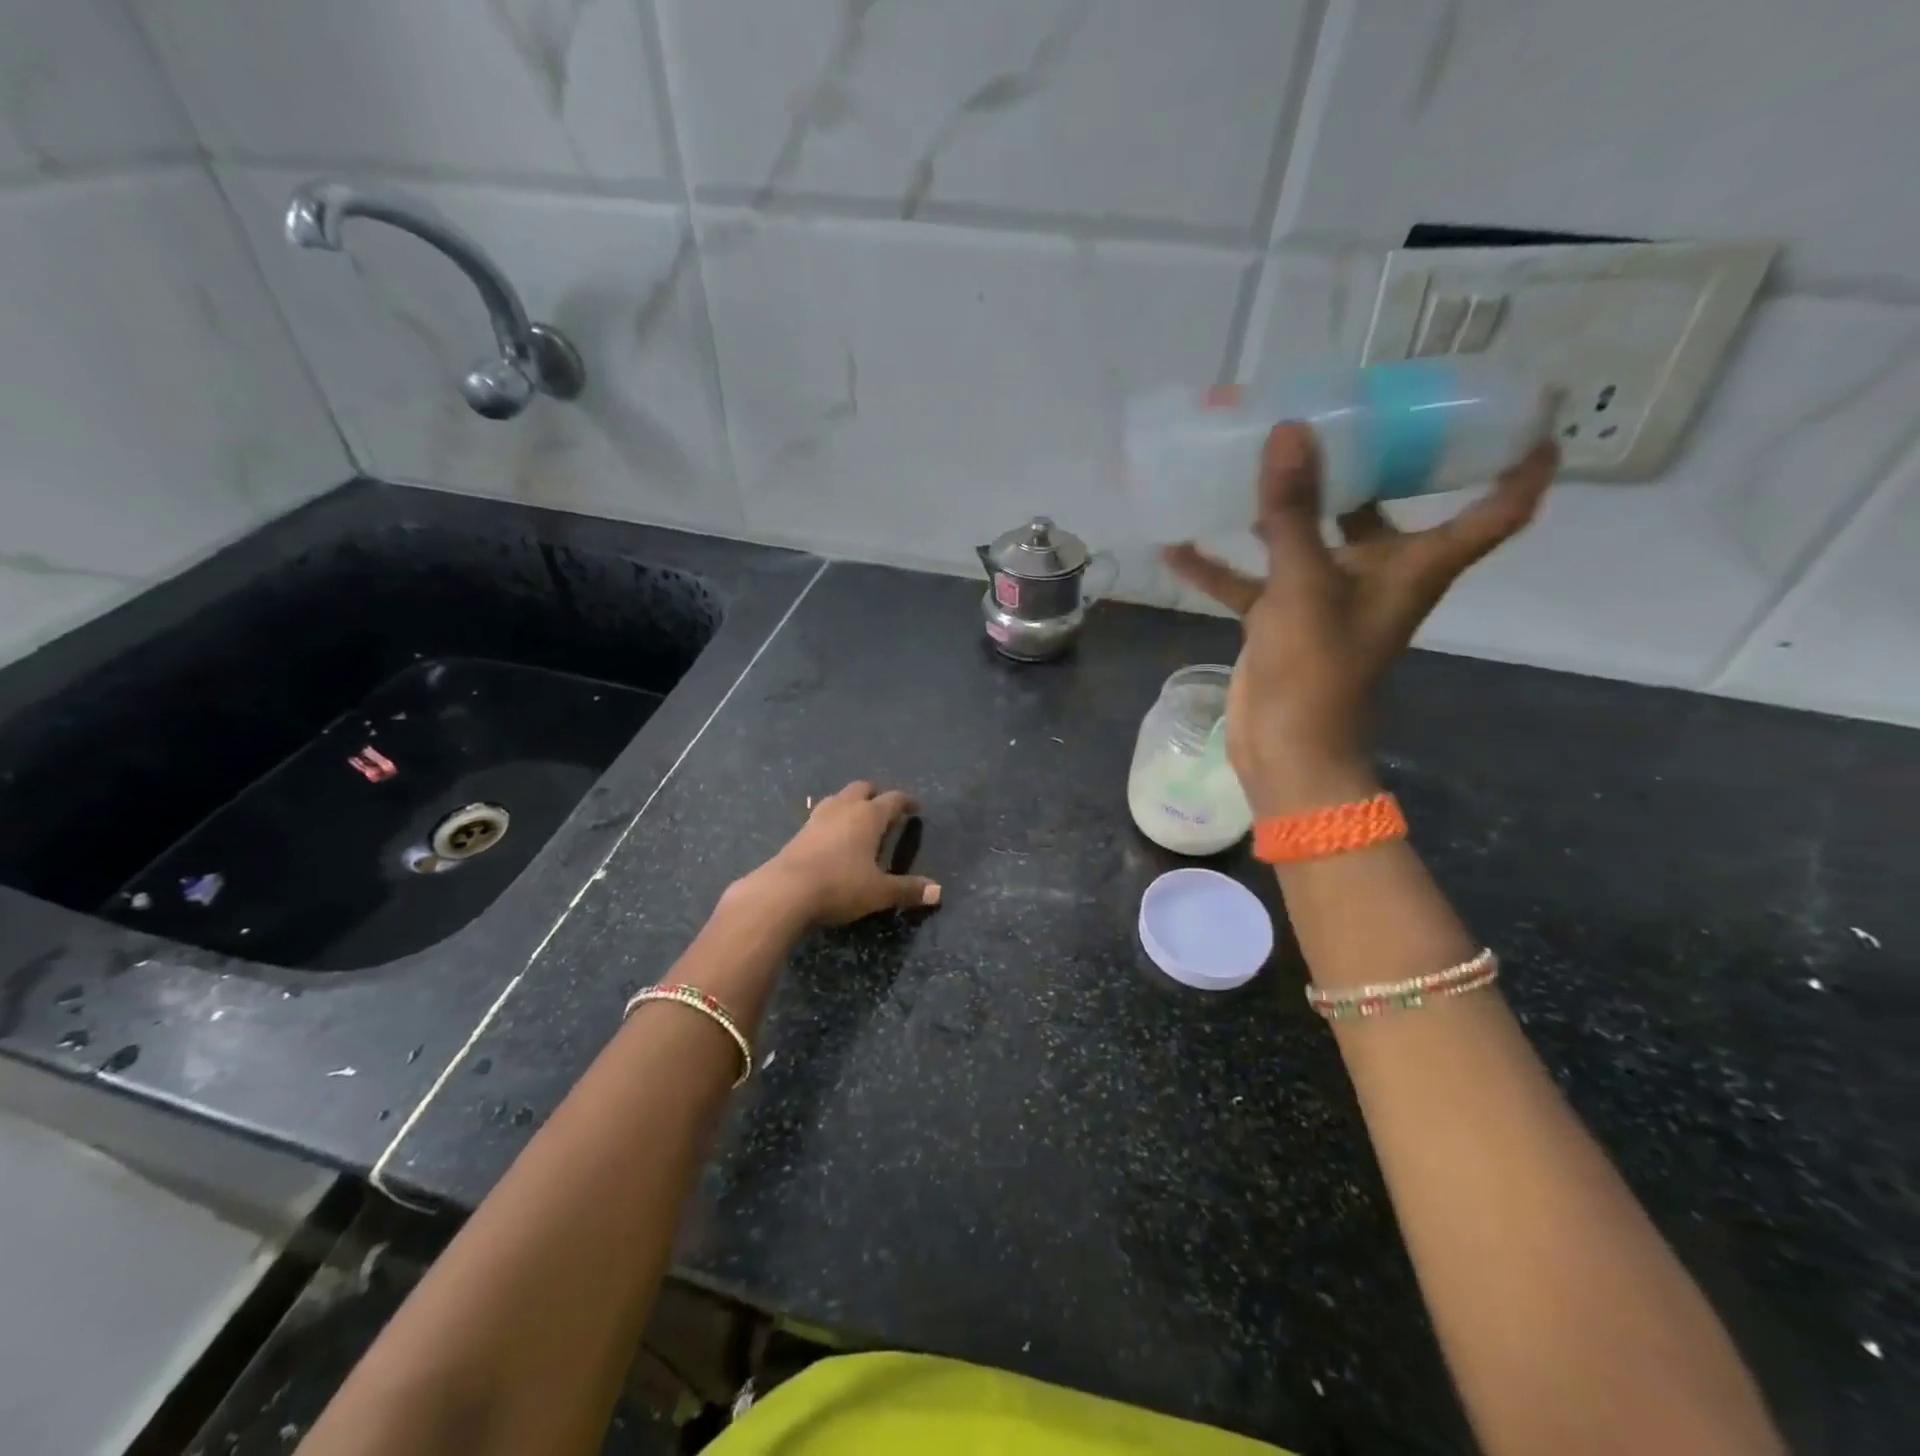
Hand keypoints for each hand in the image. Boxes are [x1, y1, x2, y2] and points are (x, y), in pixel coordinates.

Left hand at [745, 781, 940, 927]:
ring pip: (839, 798)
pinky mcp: (799, 832)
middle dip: (876, 794)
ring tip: (858, 820)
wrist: (784, 891)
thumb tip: (938, 892)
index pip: (893, 799)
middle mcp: (844, 808)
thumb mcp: (879, 892)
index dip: (906, 802)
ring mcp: (818, 817)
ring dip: (851, 803)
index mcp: (868, 815)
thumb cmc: (840, 886)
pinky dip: (833, 819)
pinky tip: (833, 837)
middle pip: (862, 788)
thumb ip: (908, 889)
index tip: (915, 808)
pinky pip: (822, 815)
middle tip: (885, 810)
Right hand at [1164, 423, 1555, 813]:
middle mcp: (1377, 574)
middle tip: (1344, 407)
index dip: (1522, 463)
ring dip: (1282, 506)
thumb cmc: (1318, 667)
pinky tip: (1178, 543)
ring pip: (1308, 538)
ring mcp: (1324, 597)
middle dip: (1370, 461)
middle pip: (1386, 507)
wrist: (1285, 748)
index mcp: (1414, 565)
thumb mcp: (1305, 583)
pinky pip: (1250, 580)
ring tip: (1253, 455)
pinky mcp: (1280, 619)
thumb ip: (1293, 509)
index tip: (1527, 409)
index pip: (1495, 509)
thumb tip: (1290, 429)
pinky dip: (1219, 566)